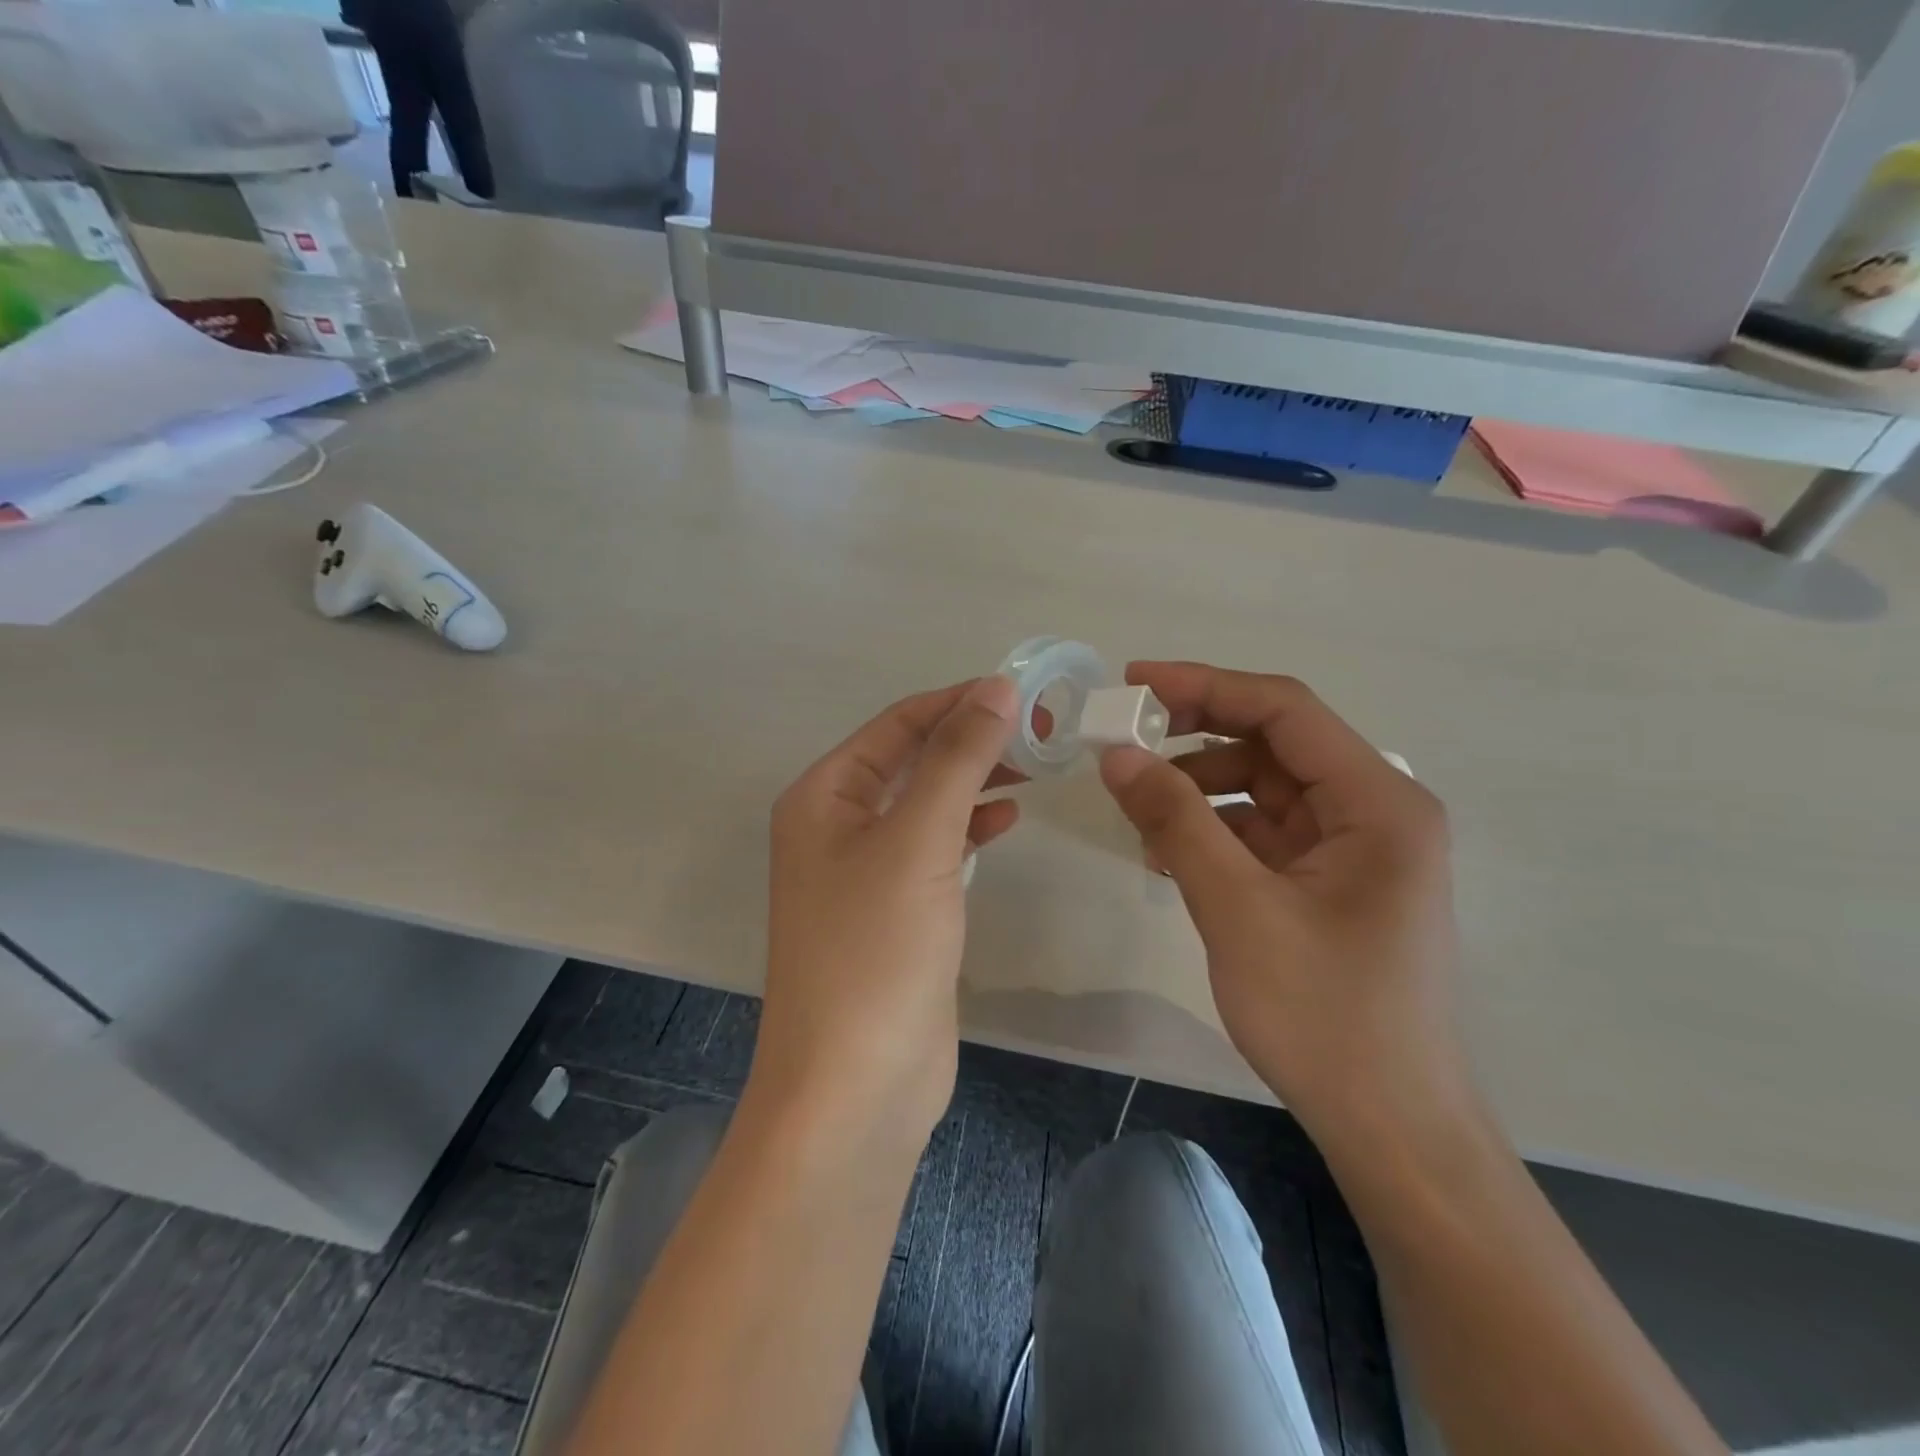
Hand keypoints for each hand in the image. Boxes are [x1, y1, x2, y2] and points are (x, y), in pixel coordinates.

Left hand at [754, 677, 1022, 1149]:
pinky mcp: (895, 912)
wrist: (855, 1087)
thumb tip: (996, 688)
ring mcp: (864, 872)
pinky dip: (969, 827)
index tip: (1024, 691)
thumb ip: (957, 760)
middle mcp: (836, 826)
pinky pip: (934, 849)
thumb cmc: (875, 951)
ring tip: (1035, 764)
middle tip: (1042, 729)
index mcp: (823, 796)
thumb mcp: (918, 841)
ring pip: (926, 804)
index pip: (897, 725)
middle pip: (911, 761)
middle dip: (971, 740)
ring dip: (974, 780)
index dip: (957, 702)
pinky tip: (1005, 819)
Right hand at [1098, 663, 1473, 1150]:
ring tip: (1138, 810)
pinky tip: (1168, 852)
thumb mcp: (1237, 908)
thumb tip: (1116, 754)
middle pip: (1274, 744)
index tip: (1133, 683)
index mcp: (1378, 801)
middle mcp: (1375, 811)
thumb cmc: (1325, 1016)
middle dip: (1196, 737)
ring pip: (1264, 789)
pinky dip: (1215, 831)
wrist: (1391, 1128)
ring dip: (1200, 788)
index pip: (1285, 709)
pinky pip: (1264, 832)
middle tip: (1123, 740)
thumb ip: (1176, 820)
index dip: (1205, 686)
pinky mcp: (1331, 883)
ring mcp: (1354, 849)